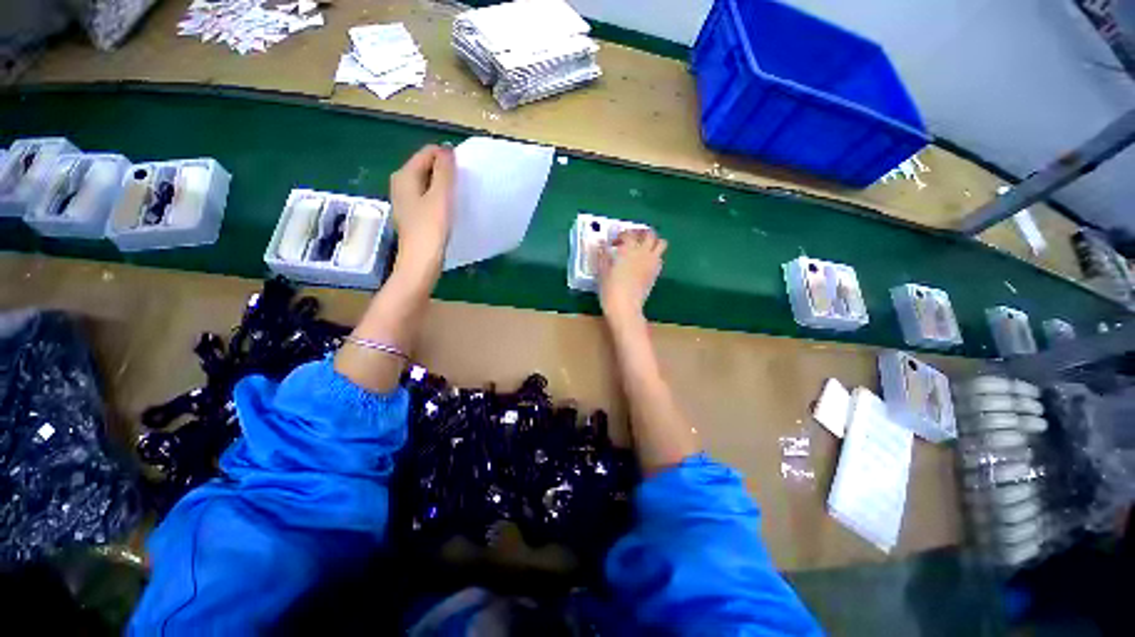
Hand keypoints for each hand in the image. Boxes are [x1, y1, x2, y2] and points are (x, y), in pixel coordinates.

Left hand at [390, 144, 454, 277]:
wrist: (420, 262)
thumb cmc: (430, 229)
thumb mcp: (440, 197)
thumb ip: (444, 172)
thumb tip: (448, 150)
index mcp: (404, 175)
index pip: (428, 152)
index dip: (447, 158)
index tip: (462, 174)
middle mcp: (401, 183)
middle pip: (426, 166)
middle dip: (445, 172)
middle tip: (461, 187)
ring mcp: (405, 200)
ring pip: (428, 182)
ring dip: (443, 186)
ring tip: (457, 198)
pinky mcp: (413, 213)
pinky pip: (427, 196)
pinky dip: (439, 198)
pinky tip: (449, 210)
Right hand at [598, 229, 666, 324]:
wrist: (625, 307)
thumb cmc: (610, 289)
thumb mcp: (602, 271)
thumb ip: (602, 255)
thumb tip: (600, 244)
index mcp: (628, 249)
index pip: (627, 234)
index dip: (620, 236)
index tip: (613, 243)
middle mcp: (643, 252)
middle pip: (649, 233)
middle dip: (641, 232)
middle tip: (632, 238)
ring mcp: (652, 262)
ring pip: (661, 243)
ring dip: (653, 242)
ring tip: (642, 248)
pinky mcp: (656, 273)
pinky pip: (660, 258)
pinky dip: (654, 255)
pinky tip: (644, 262)